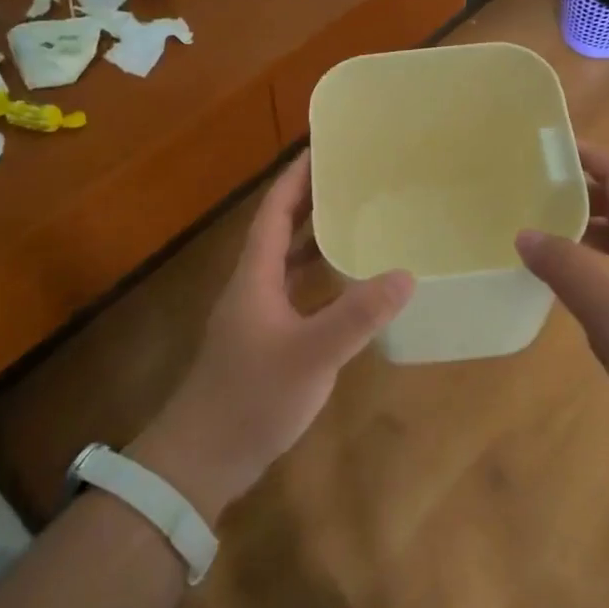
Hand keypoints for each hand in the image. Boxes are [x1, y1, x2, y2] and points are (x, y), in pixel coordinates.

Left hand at [131, 152, 413, 522]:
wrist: (203, 458)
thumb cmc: (252, 396)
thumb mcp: (312, 354)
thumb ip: (357, 315)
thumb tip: (405, 274)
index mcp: (255, 275)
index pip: (275, 211)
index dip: (295, 178)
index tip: (321, 149)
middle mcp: (253, 286)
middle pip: (281, 231)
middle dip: (311, 202)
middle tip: (352, 181)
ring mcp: (256, 316)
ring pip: (288, 264)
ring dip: (316, 240)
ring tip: (356, 223)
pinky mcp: (264, 342)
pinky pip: (295, 294)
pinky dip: (319, 280)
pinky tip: (347, 289)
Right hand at [516, 144, 608, 441]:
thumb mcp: (606, 306)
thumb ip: (564, 266)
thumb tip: (524, 232)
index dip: (588, 156)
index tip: (549, 148)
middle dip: (578, 192)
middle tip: (532, 192)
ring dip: (585, 231)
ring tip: (542, 235)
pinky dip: (595, 267)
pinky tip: (574, 289)